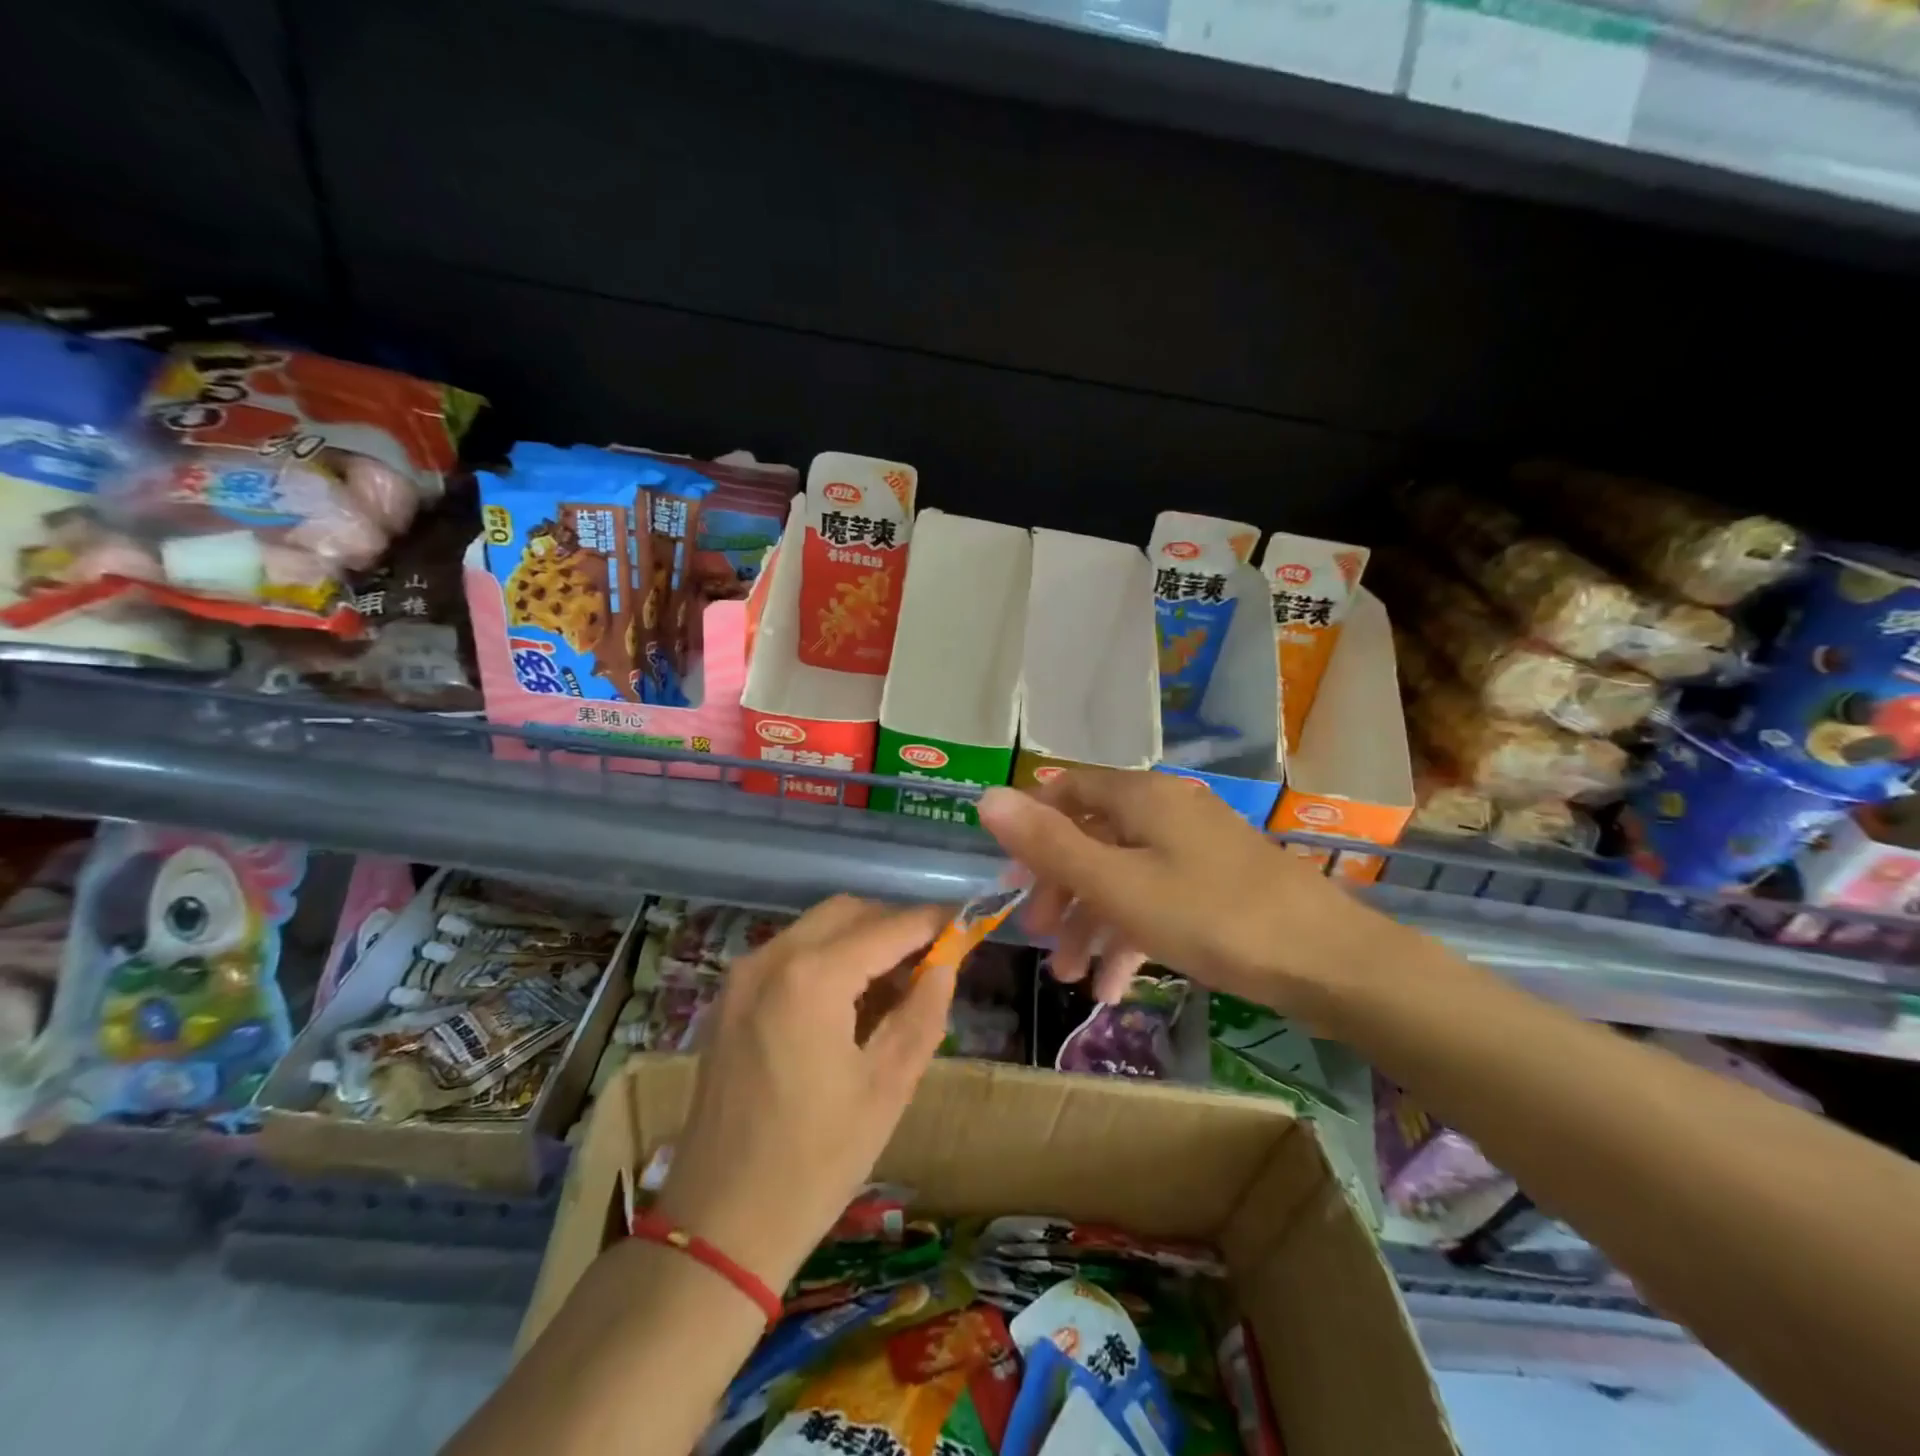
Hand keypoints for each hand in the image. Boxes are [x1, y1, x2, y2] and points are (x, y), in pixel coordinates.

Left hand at [654, 896, 954, 1294]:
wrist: (719, 1228)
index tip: (968, 922)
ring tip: (896, 984)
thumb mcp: (887, 1087)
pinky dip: (827, 959)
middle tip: (933, 959)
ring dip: (861, 940)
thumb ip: (923, 1012)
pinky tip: (850, 1001)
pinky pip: (788, 955)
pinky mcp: (729, 1000)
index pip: (888, 927)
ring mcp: (742, 978)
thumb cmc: (816, 1161)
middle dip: (894, 925)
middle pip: (847, 913)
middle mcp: (770, 959)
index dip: (933, 922)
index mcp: (811, 978)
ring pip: (816, 929)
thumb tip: (946, 963)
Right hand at [977, 771, 1377, 1009]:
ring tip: (1071, 977)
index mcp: (1140, 797)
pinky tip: (1114, 986)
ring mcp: (1194, 848)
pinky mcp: (1215, 885)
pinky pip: (1156, 899)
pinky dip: (1130, 935)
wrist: (1329, 962)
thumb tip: (986, 797)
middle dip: (1060, 889)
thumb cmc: (1212, 916)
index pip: (1067, 790)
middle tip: (1040, 936)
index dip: (1032, 828)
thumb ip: (1050, 845)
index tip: (1012, 878)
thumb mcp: (1118, 885)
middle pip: (1092, 838)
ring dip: (1091, 923)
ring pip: (1123, 875)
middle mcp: (1165, 811)